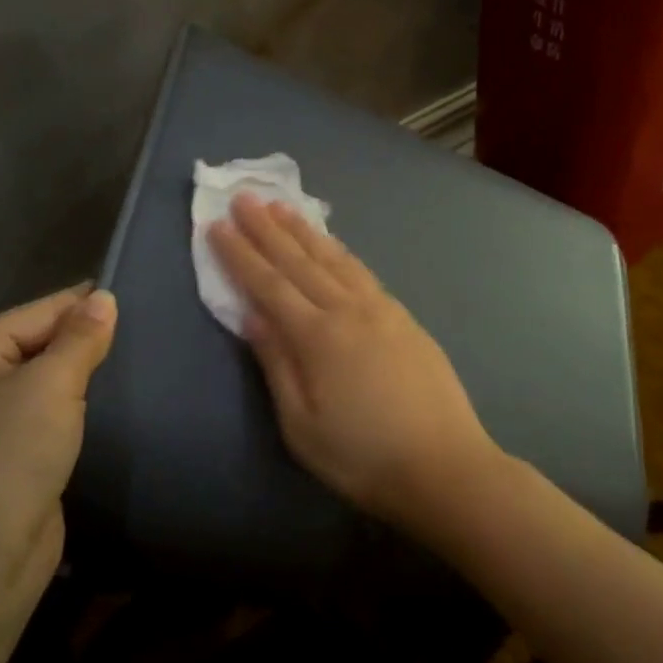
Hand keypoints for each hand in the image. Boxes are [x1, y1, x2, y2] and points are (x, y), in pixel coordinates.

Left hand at [0, 284, 116, 608]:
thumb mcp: (51, 387)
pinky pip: (43, 413)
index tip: (137, 297)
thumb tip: (103, 297)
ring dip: (82, 377)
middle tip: (144, 333)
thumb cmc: (9, 458)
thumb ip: (81, 338)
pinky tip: (108, 402)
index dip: (85, 307)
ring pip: (43, 381)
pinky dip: (73, 407)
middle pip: (38, 344)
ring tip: (134, 363)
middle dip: (85, 343)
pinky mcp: (2, 453)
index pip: (36, 313)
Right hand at [207, 195, 501, 530]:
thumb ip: (277, 364)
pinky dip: (341, 253)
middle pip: (301, 261)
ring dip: (306, 232)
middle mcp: (350, 310)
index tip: (217, 225)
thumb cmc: (363, 457)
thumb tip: (252, 316)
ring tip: (284, 208)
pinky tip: (334, 247)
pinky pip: (363, 273)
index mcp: (318, 337)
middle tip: (245, 197)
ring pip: (336, 260)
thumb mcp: (302, 425)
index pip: (269, 285)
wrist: (444, 465)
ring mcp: (384, 310)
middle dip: (268, 229)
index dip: (240, 254)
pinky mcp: (407, 319)